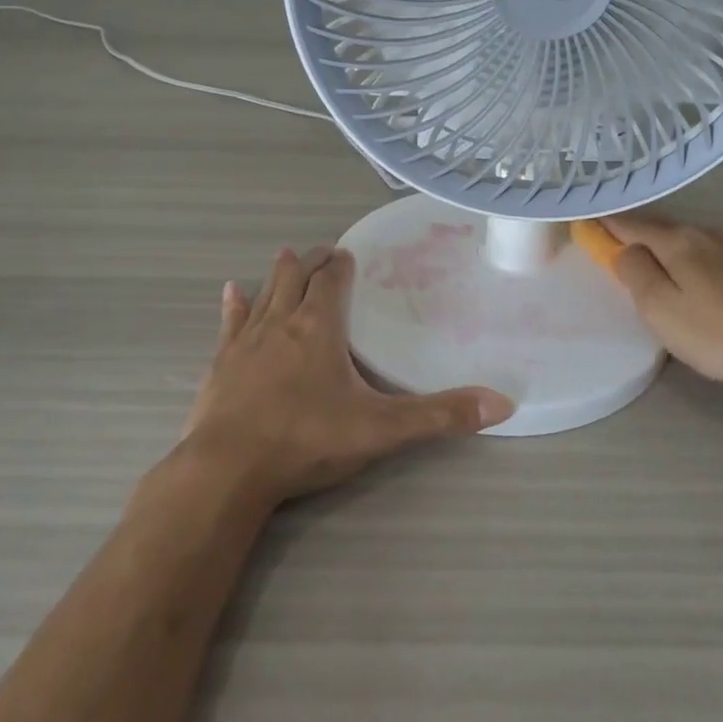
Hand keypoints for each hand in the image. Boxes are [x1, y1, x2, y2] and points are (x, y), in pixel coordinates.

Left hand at [180, 244, 514, 503]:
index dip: (341, 265)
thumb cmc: (307, 440)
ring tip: (287, 254)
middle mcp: (282, 323)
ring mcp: (246, 342)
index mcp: (319, 327)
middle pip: (298, 279)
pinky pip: (230, 324)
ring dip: (279, 275)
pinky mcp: (220, 365)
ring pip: (266, 294)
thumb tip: (502, 404)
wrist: (228, 470)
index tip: (347, 254)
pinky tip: (230, 291)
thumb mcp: (381, 429)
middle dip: (313, 262)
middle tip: (323, 251)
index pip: (332, 282)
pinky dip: (234, 306)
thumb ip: (440, 415)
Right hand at [603, 213, 722, 403]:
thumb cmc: (717, 334)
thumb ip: (635, 272)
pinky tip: (690, 274)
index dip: (607, 224)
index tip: (586, 222)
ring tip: (649, 261)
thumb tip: (625, 250)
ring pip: (685, 239)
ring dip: (662, 245)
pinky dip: (687, 256)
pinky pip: (706, 251)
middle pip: (660, 227)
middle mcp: (706, 233)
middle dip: (634, 233)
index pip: (631, 224)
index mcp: (678, 241)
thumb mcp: (660, 308)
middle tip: (613, 244)